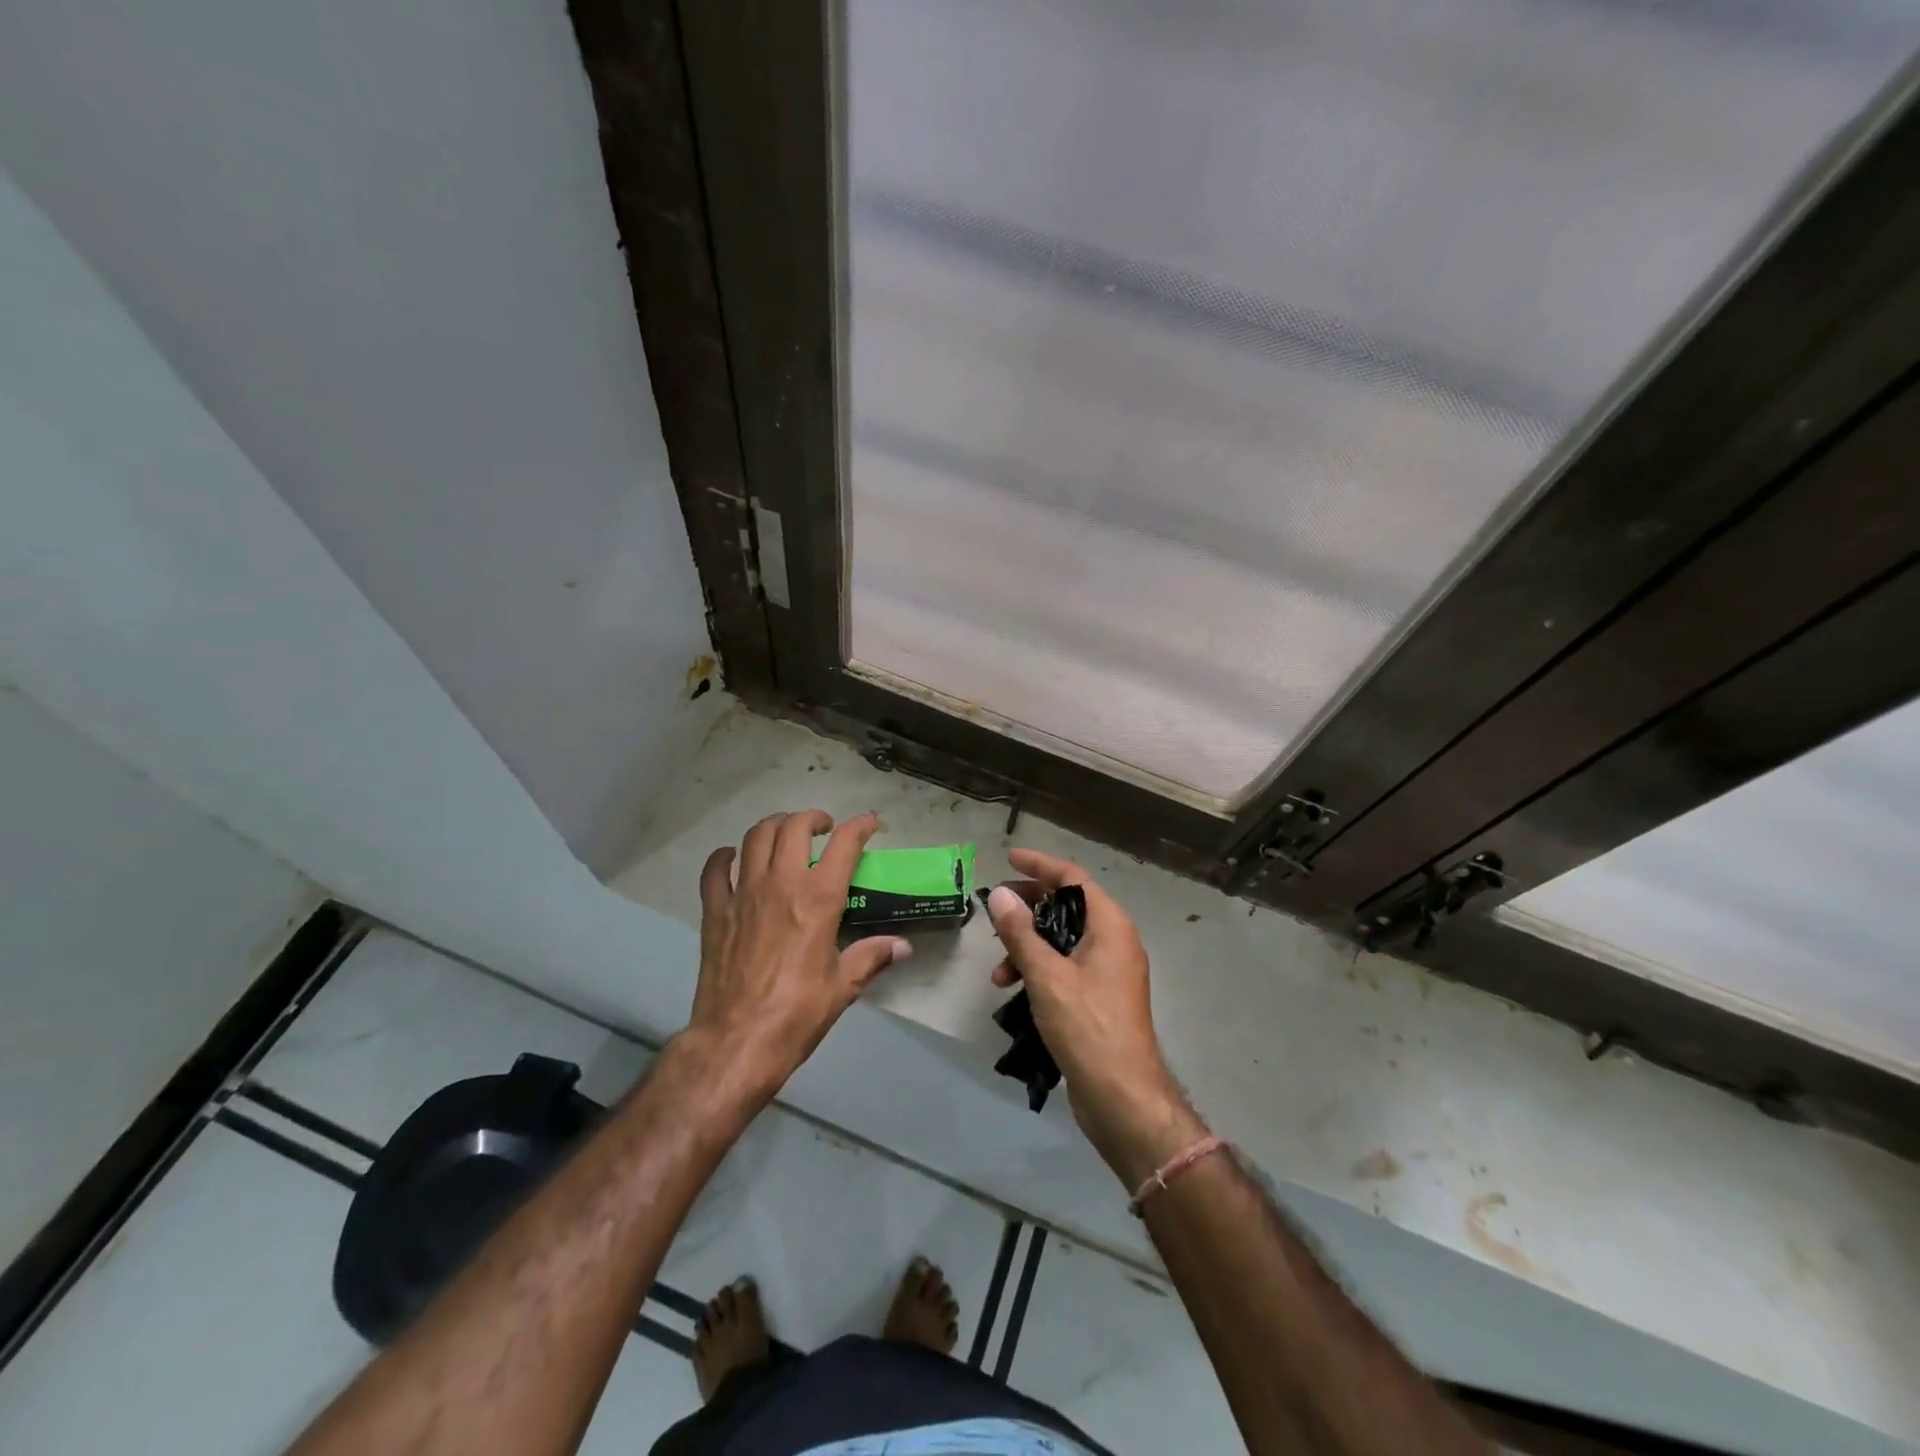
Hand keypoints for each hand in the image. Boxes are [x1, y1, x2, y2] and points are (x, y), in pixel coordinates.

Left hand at [685, 810, 910, 1098]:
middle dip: (813, 818)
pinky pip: (714, 869)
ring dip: (775, 826)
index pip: (845, 844)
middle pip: (795, 827)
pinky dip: (724, 856)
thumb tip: (903, 947)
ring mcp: (743, 893)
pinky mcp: (715, 911)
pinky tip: (733, 858)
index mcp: (819, 899)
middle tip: (824, 830)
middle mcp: (781, 883)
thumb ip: (872, 957)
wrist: (737, 1042)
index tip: (870, 823)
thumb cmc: (797, 1014)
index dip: (860, 826)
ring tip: (786, 836)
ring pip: (756, 836)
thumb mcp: (843, 987)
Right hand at [986, 850, 1203, 1184]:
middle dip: (1028, 908)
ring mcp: (1109, 971)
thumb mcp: (1046, 976)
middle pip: (1068, 907)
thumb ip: (1021, 933)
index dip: (1040, 865)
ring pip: (1062, 941)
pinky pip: (1065, 967)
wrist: (1123, 1098)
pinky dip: (1039, 970)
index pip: (1073, 879)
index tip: (1009, 859)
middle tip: (995, 910)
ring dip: (1028, 947)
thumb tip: (1001, 896)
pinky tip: (1014, 992)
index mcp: (1110, 926)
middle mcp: (1114, 942)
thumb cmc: (1088, 1027)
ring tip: (998, 972)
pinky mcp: (1100, 998)